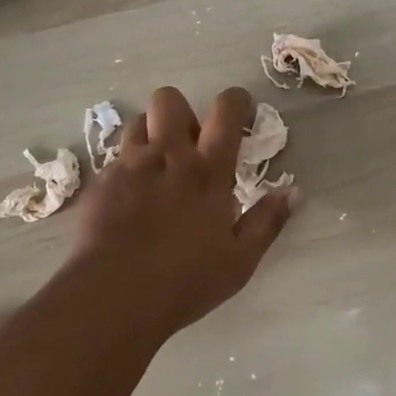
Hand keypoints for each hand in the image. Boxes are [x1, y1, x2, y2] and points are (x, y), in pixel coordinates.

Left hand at [62, 86, 294, 338]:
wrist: (112, 296)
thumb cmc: (184, 281)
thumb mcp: (239, 260)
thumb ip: (267, 221)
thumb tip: (294, 191)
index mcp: (208, 170)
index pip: (226, 109)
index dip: (236, 100)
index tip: (241, 114)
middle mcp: (168, 156)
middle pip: (170, 99)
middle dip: (182, 112)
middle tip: (189, 146)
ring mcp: (129, 166)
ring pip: (139, 122)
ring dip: (152, 135)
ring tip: (158, 167)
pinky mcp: (100, 182)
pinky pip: (116, 157)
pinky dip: (128, 168)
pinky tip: (130, 200)